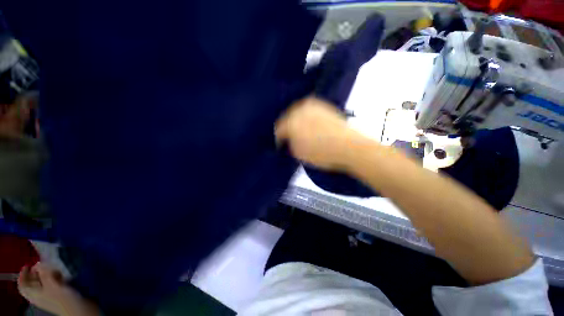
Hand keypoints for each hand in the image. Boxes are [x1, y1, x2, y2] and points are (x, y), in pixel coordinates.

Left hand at [18, 262, 99, 315]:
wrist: (78, 308)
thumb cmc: (62, 298)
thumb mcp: (52, 285)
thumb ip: (45, 274)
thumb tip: (39, 263)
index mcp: (34, 295)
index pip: (23, 285)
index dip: (23, 275)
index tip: (27, 265)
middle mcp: (40, 295)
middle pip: (33, 283)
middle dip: (36, 272)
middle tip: (42, 263)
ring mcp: (50, 294)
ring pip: (44, 282)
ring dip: (46, 273)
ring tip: (52, 266)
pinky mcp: (59, 292)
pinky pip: (53, 282)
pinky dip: (54, 276)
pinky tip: (61, 273)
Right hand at [275, 97, 363, 170]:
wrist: (350, 146)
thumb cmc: (321, 153)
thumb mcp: (299, 154)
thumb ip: (290, 145)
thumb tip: (290, 139)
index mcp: (291, 122)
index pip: (279, 129)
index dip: (278, 138)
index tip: (280, 144)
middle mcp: (301, 110)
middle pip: (288, 117)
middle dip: (287, 126)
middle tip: (289, 136)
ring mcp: (314, 106)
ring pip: (299, 111)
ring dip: (298, 120)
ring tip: (300, 130)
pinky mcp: (325, 107)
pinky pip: (311, 110)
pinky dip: (308, 117)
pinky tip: (312, 124)